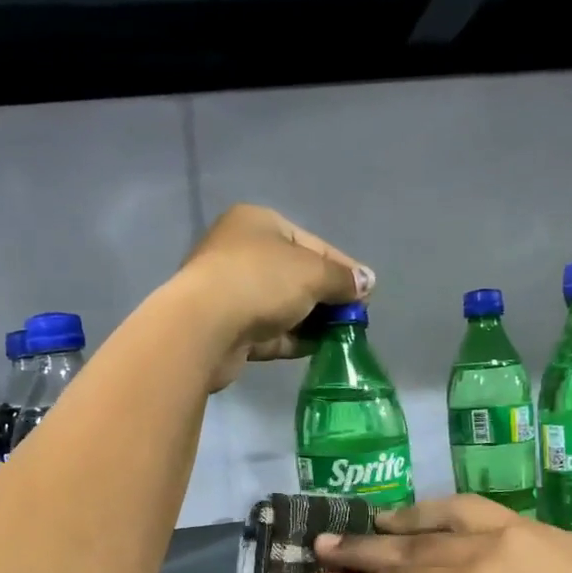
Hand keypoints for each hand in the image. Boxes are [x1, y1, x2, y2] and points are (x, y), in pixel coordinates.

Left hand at [171, 205, 372, 390]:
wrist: (204, 327)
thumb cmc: (260, 282)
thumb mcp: (312, 273)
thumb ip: (342, 278)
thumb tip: (367, 282)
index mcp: (258, 223)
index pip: (311, 243)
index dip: (342, 267)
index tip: (366, 291)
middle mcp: (241, 252)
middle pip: (296, 275)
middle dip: (327, 297)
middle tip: (354, 318)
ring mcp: (232, 292)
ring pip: (283, 306)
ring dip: (312, 321)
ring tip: (342, 337)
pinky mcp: (229, 328)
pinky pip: (270, 331)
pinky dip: (293, 339)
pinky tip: (318, 350)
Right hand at [307, 495, 571, 572]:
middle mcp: (486, 548)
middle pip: (411, 545)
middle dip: (362, 548)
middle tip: (321, 543)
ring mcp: (520, 531)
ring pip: (447, 515)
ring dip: (405, 519)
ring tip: (377, 521)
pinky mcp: (548, 530)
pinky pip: (482, 513)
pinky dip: (448, 516)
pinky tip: (444, 522)